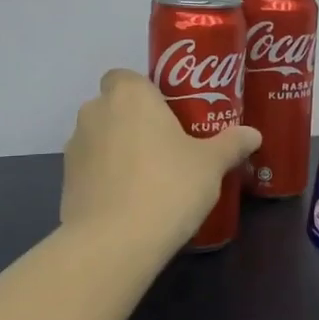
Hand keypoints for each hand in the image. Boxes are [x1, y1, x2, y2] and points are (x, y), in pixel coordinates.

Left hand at [61, 69, 261, 252]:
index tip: (169, 114)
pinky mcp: (65, 182)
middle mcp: (95, 112)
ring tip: (150, 179)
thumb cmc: (168, 186)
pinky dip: (106, 178)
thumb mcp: (210, 165)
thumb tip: (253, 134)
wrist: (114, 243)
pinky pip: (91, 169)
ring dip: (119, 150)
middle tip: (167, 147)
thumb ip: (231, 144)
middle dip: (135, 122)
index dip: (145, 92)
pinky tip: (131, 203)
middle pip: (114, 107)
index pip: (126, 76)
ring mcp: (75, 148)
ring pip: (101, 138)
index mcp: (129, 95)